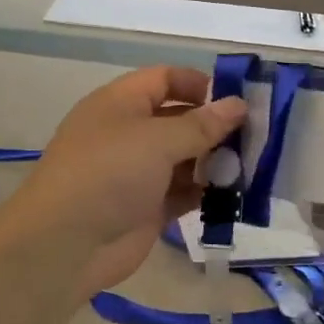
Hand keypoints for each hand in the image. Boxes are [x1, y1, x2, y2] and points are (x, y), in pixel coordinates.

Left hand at [0, 67, 247, 297]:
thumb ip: (200, 124)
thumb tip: (237, 105)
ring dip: (214, 161)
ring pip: (183, 158)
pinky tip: (235, 195)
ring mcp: (136, 173)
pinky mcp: (146, 208)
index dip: (198, 84)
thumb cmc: (108, 173)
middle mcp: (127, 133)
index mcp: (120, 103)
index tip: (237, 99)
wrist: (65, 243)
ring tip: (253, 166)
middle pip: (177, 119)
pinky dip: (206, 192)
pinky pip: (182, 192)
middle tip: (258, 137)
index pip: (163, 79)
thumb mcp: (156, 140)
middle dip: (214, 126)